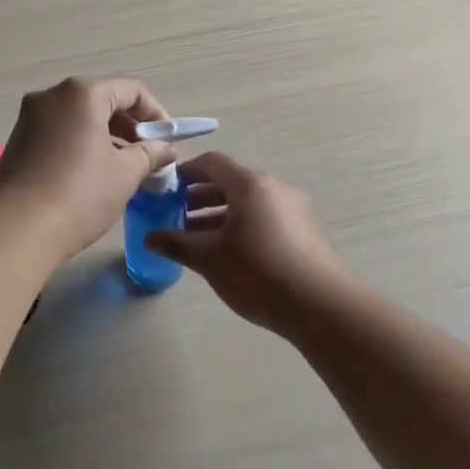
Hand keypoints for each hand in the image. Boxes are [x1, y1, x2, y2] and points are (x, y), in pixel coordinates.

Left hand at [0, 77, 174, 260]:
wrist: (20, 229)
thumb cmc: (81, 194)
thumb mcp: (126, 174)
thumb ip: (149, 154)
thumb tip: (164, 149)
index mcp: (82, 93)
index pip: (131, 90)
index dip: (156, 113)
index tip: (167, 141)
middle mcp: (51, 96)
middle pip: (102, 100)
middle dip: (129, 126)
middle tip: (147, 156)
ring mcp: (29, 117)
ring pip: (78, 117)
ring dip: (105, 137)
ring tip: (122, 169)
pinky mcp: (17, 140)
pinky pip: (58, 132)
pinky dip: (79, 144)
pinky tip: (90, 175)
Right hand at [142, 152, 347, 330]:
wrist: (320, 306)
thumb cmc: (257, 272)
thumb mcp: (209, 258)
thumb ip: (176, 243)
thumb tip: (149, 237)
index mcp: (249, 184)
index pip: (211, 163)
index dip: (185, 173)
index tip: (165, 191)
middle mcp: (274, 188)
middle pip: (230, 182)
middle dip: (199, 197)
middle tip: (175, 217)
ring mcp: (294, 209)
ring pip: (248, 202)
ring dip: (220, 214)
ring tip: (197, 239)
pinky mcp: (304, 232)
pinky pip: (265, 218)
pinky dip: (242, 226)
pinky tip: (229, 254)